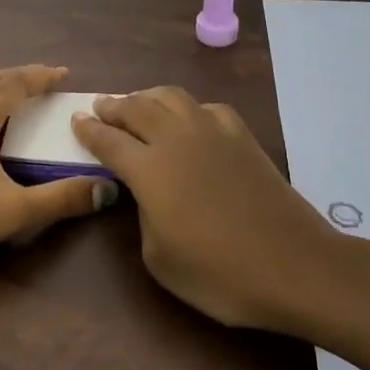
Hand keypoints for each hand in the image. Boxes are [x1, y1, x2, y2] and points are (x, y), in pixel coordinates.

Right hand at [72, 86, 341, 330]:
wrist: (294, 264)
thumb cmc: (220, 273)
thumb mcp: (160, 259)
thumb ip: (143, 216)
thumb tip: (148, 194)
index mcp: (149, 169)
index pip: (109, 140)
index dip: (88, 130)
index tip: (75, 120)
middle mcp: (176, 139)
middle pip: (137, 108)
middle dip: (114, 106)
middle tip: (101, 106)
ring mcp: (213, 132)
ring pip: (172, 97)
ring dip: (147, 97)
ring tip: (138, 103)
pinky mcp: (242, 137)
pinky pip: (207, 107)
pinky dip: (189, 108)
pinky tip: (190, 120)